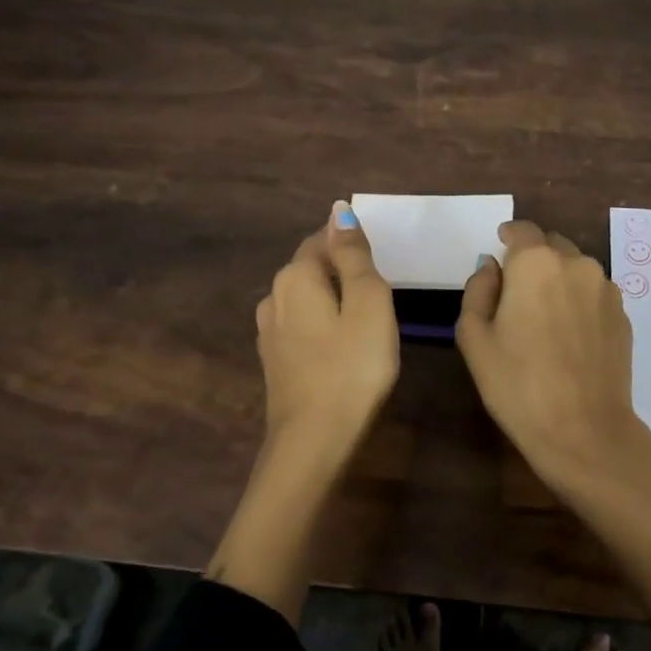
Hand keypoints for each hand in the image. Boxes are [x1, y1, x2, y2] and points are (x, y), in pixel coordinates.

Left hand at [255, 201, 399, 455]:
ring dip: (332, 300)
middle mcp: (274, 296)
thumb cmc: (352, 367)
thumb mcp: (369, 303)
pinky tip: (341, 346)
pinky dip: (322, 326)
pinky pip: (301, 326)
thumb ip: (355, 255)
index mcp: (296, 276)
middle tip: (380, 292)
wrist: (314, 440)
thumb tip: (339, 210)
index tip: (382, 265)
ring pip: (305, 299)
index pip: (323, 238)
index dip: (352, 245)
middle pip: (311, 267)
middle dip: (342, 270)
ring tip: (365, 319)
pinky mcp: (274, 361)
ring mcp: (269, 332)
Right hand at [456, 220, 650, 495]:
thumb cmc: (517, 384)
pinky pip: (594, 294)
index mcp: (535, 263)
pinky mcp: (624, 316)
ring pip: (576, 269)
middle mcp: (576, 264)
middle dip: (533, 259)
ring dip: (558, 280)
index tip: (499, 249)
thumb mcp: (474, 338)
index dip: (508, 237)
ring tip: (544, 318)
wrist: (583, 430)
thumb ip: (478, 290)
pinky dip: (578, 302)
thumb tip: (492, 268)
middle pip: (551, 245)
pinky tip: (569, 337)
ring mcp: (606, 289)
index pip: (521, 230)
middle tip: (516, 293)